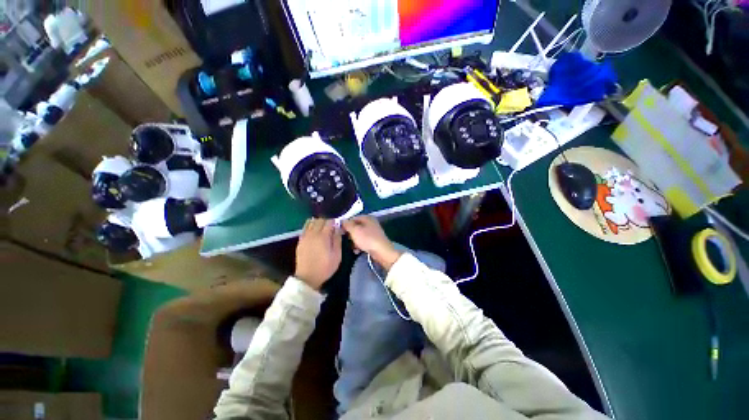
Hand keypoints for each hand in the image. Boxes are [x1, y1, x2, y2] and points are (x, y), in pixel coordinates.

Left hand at [295, 219, 341, 289]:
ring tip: (323, 228)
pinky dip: (310, 225)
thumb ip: (338, 239)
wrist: (308, 277)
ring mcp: (305, 236)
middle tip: (331, 227)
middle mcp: (313, 233)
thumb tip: (338, 228)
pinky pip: (305, 227)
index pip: (329, 222)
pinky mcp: (300, 240)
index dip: (335, 222)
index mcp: (323, 236)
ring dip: (318, 222)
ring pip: (311, 222)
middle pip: (320, 220)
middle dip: (327, 221)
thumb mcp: (337, 255)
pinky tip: (314, 230)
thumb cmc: (325, 267)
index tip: (338, 226)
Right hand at [342, 216, 401, 269]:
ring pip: (359, 235)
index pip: (353, 218)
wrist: (382, 252)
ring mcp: (373, 232)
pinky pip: (363, 241)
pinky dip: (359, 245)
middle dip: (350, 234)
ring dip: (354, 241)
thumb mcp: (355, 230)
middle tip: (345, 240)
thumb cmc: (367, 239)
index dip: (345, 224)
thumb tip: (342, 221)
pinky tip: (357, 251)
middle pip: (356, 227)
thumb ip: (347, 224)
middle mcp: (371, 223)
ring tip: (351, 247)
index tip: (340, 231)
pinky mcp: (374, 241)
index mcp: (367, 218)